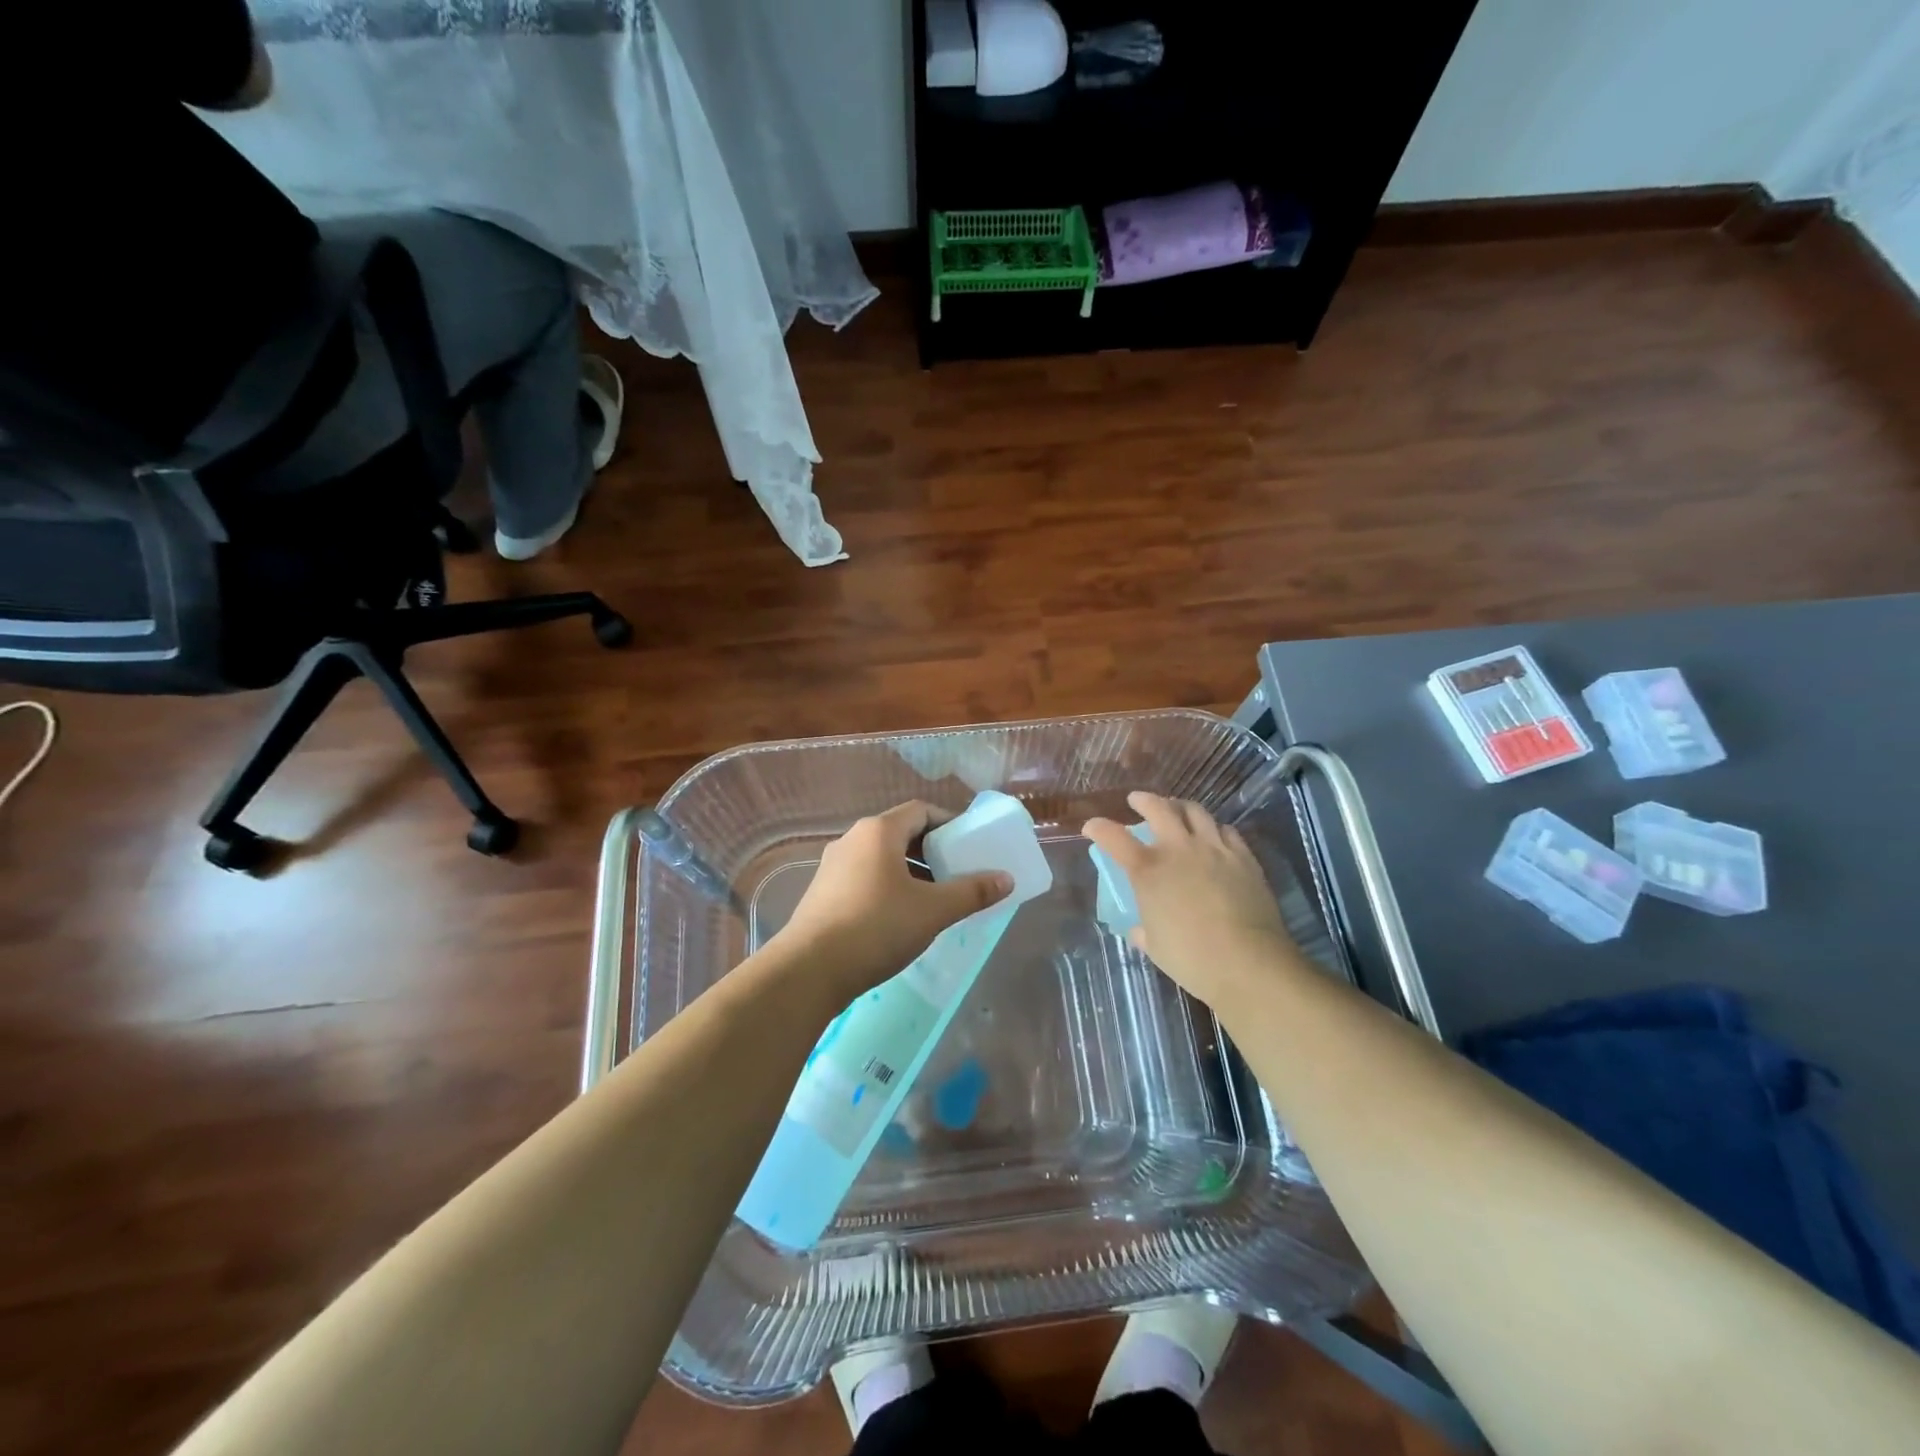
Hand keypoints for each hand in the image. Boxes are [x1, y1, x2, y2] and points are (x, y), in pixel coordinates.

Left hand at [773, 802, 1013, 999]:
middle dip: (931, 852)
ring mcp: (833, 867)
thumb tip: (1007, 879)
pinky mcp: (822, 893)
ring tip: (933, 901)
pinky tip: (900, 919)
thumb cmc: (877, 927)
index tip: (968, 847)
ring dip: (910, 873)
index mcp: (878, 831)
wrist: (810, 970)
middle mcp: (852, 840)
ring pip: (881, 859)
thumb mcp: (933, 910)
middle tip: (957, 875)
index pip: (921, 811)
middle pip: (900, 833)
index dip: (949, 824)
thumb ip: (972, 892)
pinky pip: (865, 879)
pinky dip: (888, 888)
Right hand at [1083, 792, 1299, 1010]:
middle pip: (1158, 808)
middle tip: (1137, 800)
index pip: (1114, 837)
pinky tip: (1213, 835)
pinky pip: (1226, 830)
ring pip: (1195, 811)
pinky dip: (1213, 828)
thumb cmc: (1191, 958)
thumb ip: (1143, 930)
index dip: (1099, 828)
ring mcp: (1214, 849)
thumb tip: (1139, 930)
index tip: (1092, 826)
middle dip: (1143, 800)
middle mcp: (1179, 849)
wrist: (1248, 962)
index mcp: (1148, 870)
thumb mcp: (1155, 946)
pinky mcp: (1243, 857)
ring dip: (1179, 806)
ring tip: (1176, 809)